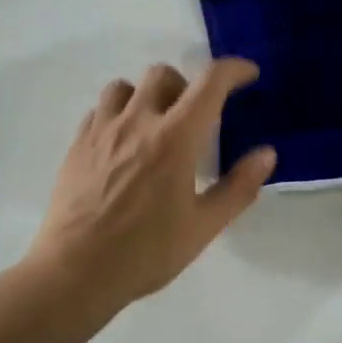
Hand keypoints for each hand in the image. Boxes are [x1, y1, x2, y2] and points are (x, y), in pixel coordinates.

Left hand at [29, 59, 275, 309]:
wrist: (75, 272)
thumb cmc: (146, 253)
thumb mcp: (203, 227)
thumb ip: (238, 187)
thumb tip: (266, 154)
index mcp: (175, 138)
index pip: (210, 82)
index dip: (234, 70)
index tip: (248, 75)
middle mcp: (137, 121)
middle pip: (162, 74)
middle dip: (186, 84)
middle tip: (195, 116)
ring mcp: (101, 131)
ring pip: (124, 86)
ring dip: (146, 95)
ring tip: (154, 125)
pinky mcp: (76, 145)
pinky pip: (99, 110)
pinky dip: (117, 113)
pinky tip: (123, 143)